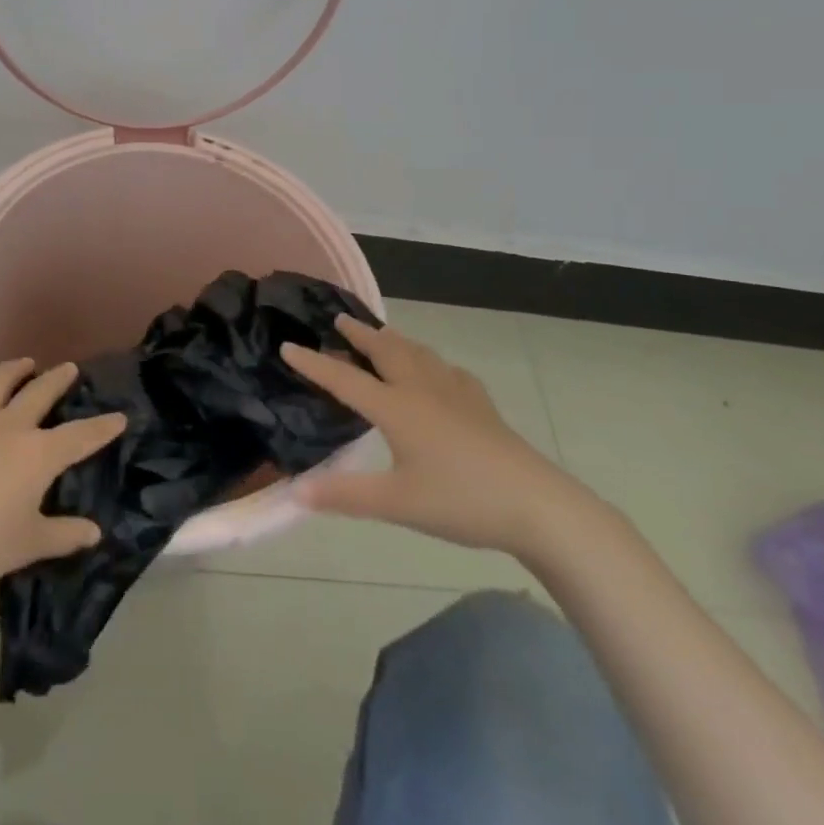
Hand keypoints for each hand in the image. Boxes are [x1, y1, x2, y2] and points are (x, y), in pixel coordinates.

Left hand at [0, 359, 126, 600]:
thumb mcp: (29, 545)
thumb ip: (65, 535)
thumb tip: (94, 532)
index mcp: (37, 454)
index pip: (80, 436)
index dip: (103, 427)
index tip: (119, 417)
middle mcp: (9, 426)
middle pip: (40, 392)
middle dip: (58, 379)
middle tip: (69, 369)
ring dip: (14, 369)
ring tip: (25, 362)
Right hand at [281, 317, 584, 558]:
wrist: (536, 504)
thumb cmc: (460, 500)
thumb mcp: (397, 504)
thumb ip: (345, 496)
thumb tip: (295, 492)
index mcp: (396, 407)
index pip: (344, 379)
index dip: (314, 363)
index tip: (287, 345)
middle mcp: (421, 389)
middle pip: (384, 351)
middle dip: (358, 334)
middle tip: (339, 320)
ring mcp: (455, 392)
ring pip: (416, 353)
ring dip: (392, 340)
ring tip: (381, 334)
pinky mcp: (480, 404)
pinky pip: (446, 369)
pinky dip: (429, 360)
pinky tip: (437, 371)